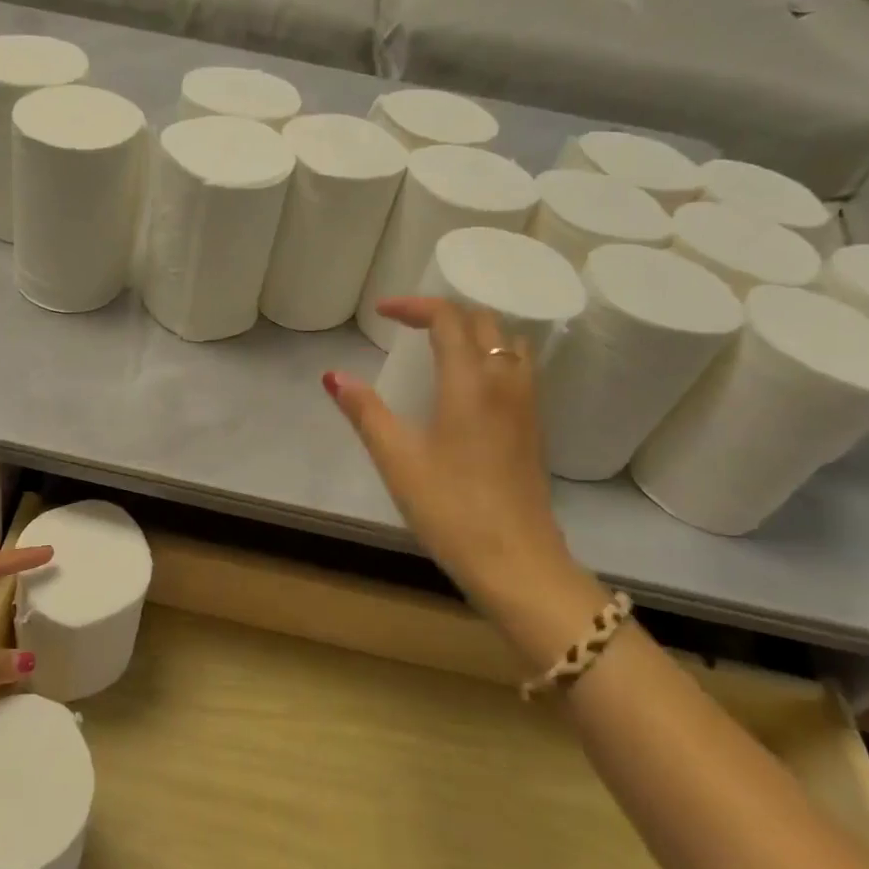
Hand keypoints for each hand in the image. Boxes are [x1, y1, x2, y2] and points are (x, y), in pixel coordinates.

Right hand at [324, 298, 595, 644]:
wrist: (517, 562)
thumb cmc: (450, 508)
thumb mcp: (397, 459)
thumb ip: (365, 411)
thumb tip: (333, 376)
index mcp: (471, 382)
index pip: (449, 318)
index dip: (414, 306)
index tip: (382, 313)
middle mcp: (506, 382)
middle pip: (484, 322)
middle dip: (445, 313)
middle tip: (408, 326)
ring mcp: (528, 406)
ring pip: (509, 344)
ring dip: (475, 332)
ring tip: (441, 348)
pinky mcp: (535, 429)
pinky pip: (518, 370)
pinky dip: (492, 357)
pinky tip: (469, 387)